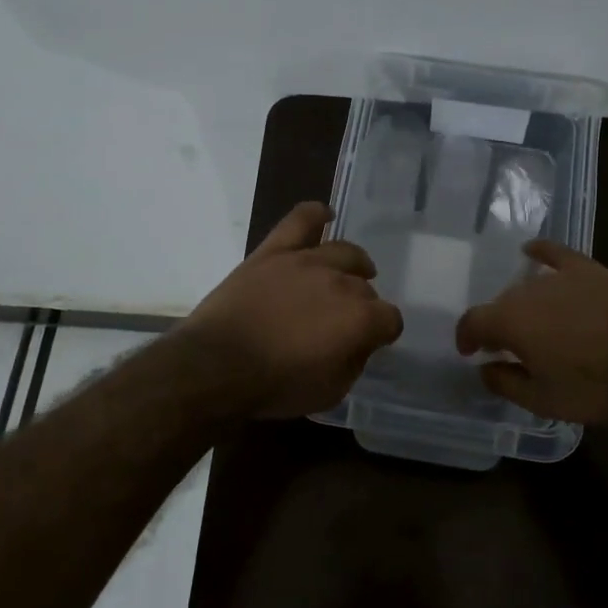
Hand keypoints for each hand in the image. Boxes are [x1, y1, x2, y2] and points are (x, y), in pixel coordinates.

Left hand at [177, 201, 403, 418]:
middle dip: (362, 306)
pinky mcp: (274, 251)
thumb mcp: (330, 392)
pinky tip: (325, 217)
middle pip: (365, 288)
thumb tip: (359, 343)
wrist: (216, 366)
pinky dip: (316, 215)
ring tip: (349, 274)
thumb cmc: (275, 385)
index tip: (371, 342)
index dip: (383, 332)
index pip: (390, 319)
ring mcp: (306, 261)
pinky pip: (301, 220)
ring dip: (353, 265)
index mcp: (359, 318)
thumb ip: (354, 362)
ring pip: (344, 251)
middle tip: (343, 322)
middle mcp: (340, 282)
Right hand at [455, 240, 607, 424]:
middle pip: (502, 303)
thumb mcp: (543, 401)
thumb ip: (505, 383)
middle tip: (509, 347)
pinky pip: (555, 254)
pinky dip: (540, 253)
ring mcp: (560, 276)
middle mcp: (528, 291)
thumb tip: (484, 368)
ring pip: (528, 286)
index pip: (473, 321)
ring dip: (522, 304)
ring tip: (533, 323)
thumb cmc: (595, 388)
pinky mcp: (589, 269)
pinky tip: (532, 252)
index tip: (469, 351)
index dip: (466, 337)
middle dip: (498, 325)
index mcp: (510, 321)